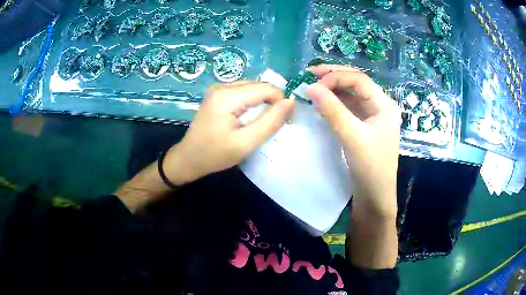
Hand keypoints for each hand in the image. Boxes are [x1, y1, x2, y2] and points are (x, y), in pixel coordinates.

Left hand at [163, 81, 294, 185]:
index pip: (267, 88)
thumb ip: (270, 121)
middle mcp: (223, 86)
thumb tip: (291, 102)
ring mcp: (218, 88)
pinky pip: (243, 91)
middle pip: (259, 86)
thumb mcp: (246, 142)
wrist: (188, 159)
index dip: (281, 102)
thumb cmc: (215, 154)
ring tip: (263, 121)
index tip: (286, 121)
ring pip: (253, 87)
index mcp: (228, 96)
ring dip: (263, 102)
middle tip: (276, 123)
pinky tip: (250, 117)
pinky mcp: (217, 94)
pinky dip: (253, 102)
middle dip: (273, 101)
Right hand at [306, 65, 400, 218]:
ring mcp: (372, 115)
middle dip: (333, 77)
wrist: (375, 195)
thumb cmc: (370, 167)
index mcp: (384, 104)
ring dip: (332, 89)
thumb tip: (310, 86)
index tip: (313, 82)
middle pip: (355, 83)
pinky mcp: (363, 125)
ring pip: (350, 94)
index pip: (359, 80)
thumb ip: (333, 111)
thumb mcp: (353, 137)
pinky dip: (334, 102)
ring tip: (311, 86)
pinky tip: (321, 102)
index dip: (336, 76)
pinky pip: (348, 107)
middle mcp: (380, 105)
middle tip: (309, 74)